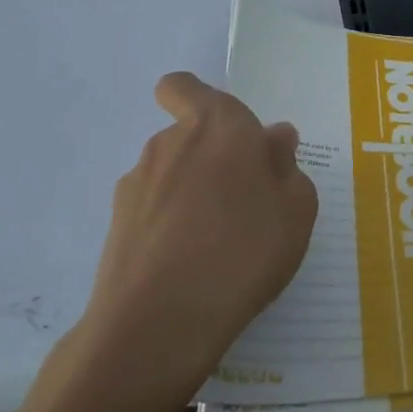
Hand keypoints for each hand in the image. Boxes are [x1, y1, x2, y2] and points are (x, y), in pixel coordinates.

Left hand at [73, 73, 316, 411]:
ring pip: (170, 174)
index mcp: (218, 125)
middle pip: (186, 134)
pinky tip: (189, 266)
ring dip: (190, 193)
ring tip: (218, 241)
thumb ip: (286, 165)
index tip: (226, 134)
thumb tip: (273, 140)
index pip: (183, 87)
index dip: (197, 99)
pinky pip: (152, 211)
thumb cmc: (244, 249)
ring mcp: (137, 184)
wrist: (158, 325)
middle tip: (243, 199)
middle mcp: (170, 142)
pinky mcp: (115, 226)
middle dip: (211, 157)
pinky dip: (168, 226)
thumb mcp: (297, 208)